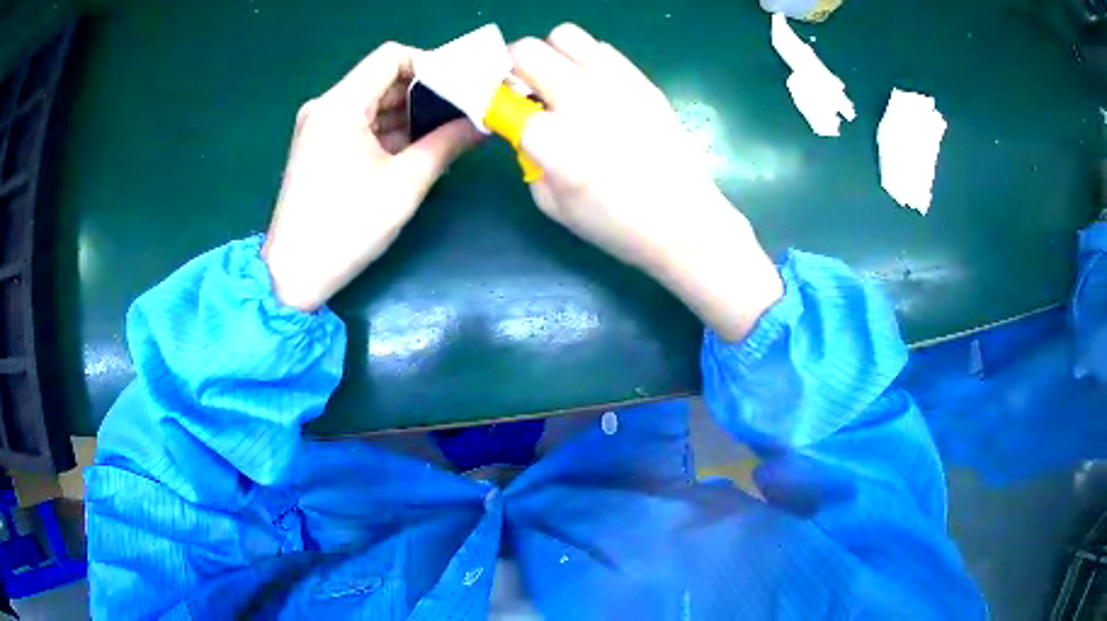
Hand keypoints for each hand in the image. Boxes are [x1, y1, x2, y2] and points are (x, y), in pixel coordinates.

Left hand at [262, 42, 480, 311]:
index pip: (392, 56)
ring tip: (451, 130)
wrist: (294, 276)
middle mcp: (326, 107)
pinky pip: (362, 126)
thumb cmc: (346, 227)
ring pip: (374, 104)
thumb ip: (446, 143)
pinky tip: (420, 148)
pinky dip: (391, 132)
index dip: (431, 63)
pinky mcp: (320, 150)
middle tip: (467, 109)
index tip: (462, 86)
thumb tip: (483, 122)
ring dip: (411, 114)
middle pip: (384, 79)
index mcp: (340, 105)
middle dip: (427, 91)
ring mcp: (320, 129)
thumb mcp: (404, 184)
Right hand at [510, 25, 782, 340]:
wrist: (684, 223)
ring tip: (559, 81)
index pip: (499, 96)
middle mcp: (582, 99)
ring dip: (551, 53)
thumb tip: (523, 125)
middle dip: (513, 66)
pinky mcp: (642, 82)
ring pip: (565, 35)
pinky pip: (602, 49)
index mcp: (553, 139)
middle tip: (522, 88)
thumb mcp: (552, 203)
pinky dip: (586, 60)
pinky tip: (594, 88)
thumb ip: (527, 156)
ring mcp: (616, 84)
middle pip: (527, 50)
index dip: (488, 99)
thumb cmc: (615, 225)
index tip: (495, 107)